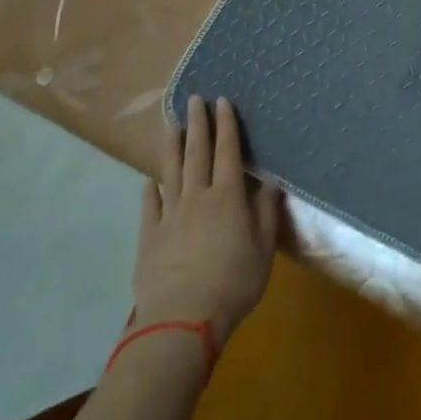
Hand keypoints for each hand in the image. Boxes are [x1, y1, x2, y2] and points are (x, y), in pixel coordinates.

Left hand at [134, 96, 280, 342]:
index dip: (226, 125)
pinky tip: (150, 180)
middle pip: (197, 152)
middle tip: (193, 98)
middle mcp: (197, 197)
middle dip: (197, 123)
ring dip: (171, 145)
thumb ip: (266, 212)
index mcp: (228, 196)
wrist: (182, 321)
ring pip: (170, 171)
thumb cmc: (233, 283)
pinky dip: (151, 188)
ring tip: (170, 123)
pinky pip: (150, 205)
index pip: (228, 151)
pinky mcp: (149, 237)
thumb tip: (271, 181)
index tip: (222, 100)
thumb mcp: (263, 248)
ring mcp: (170, 215)